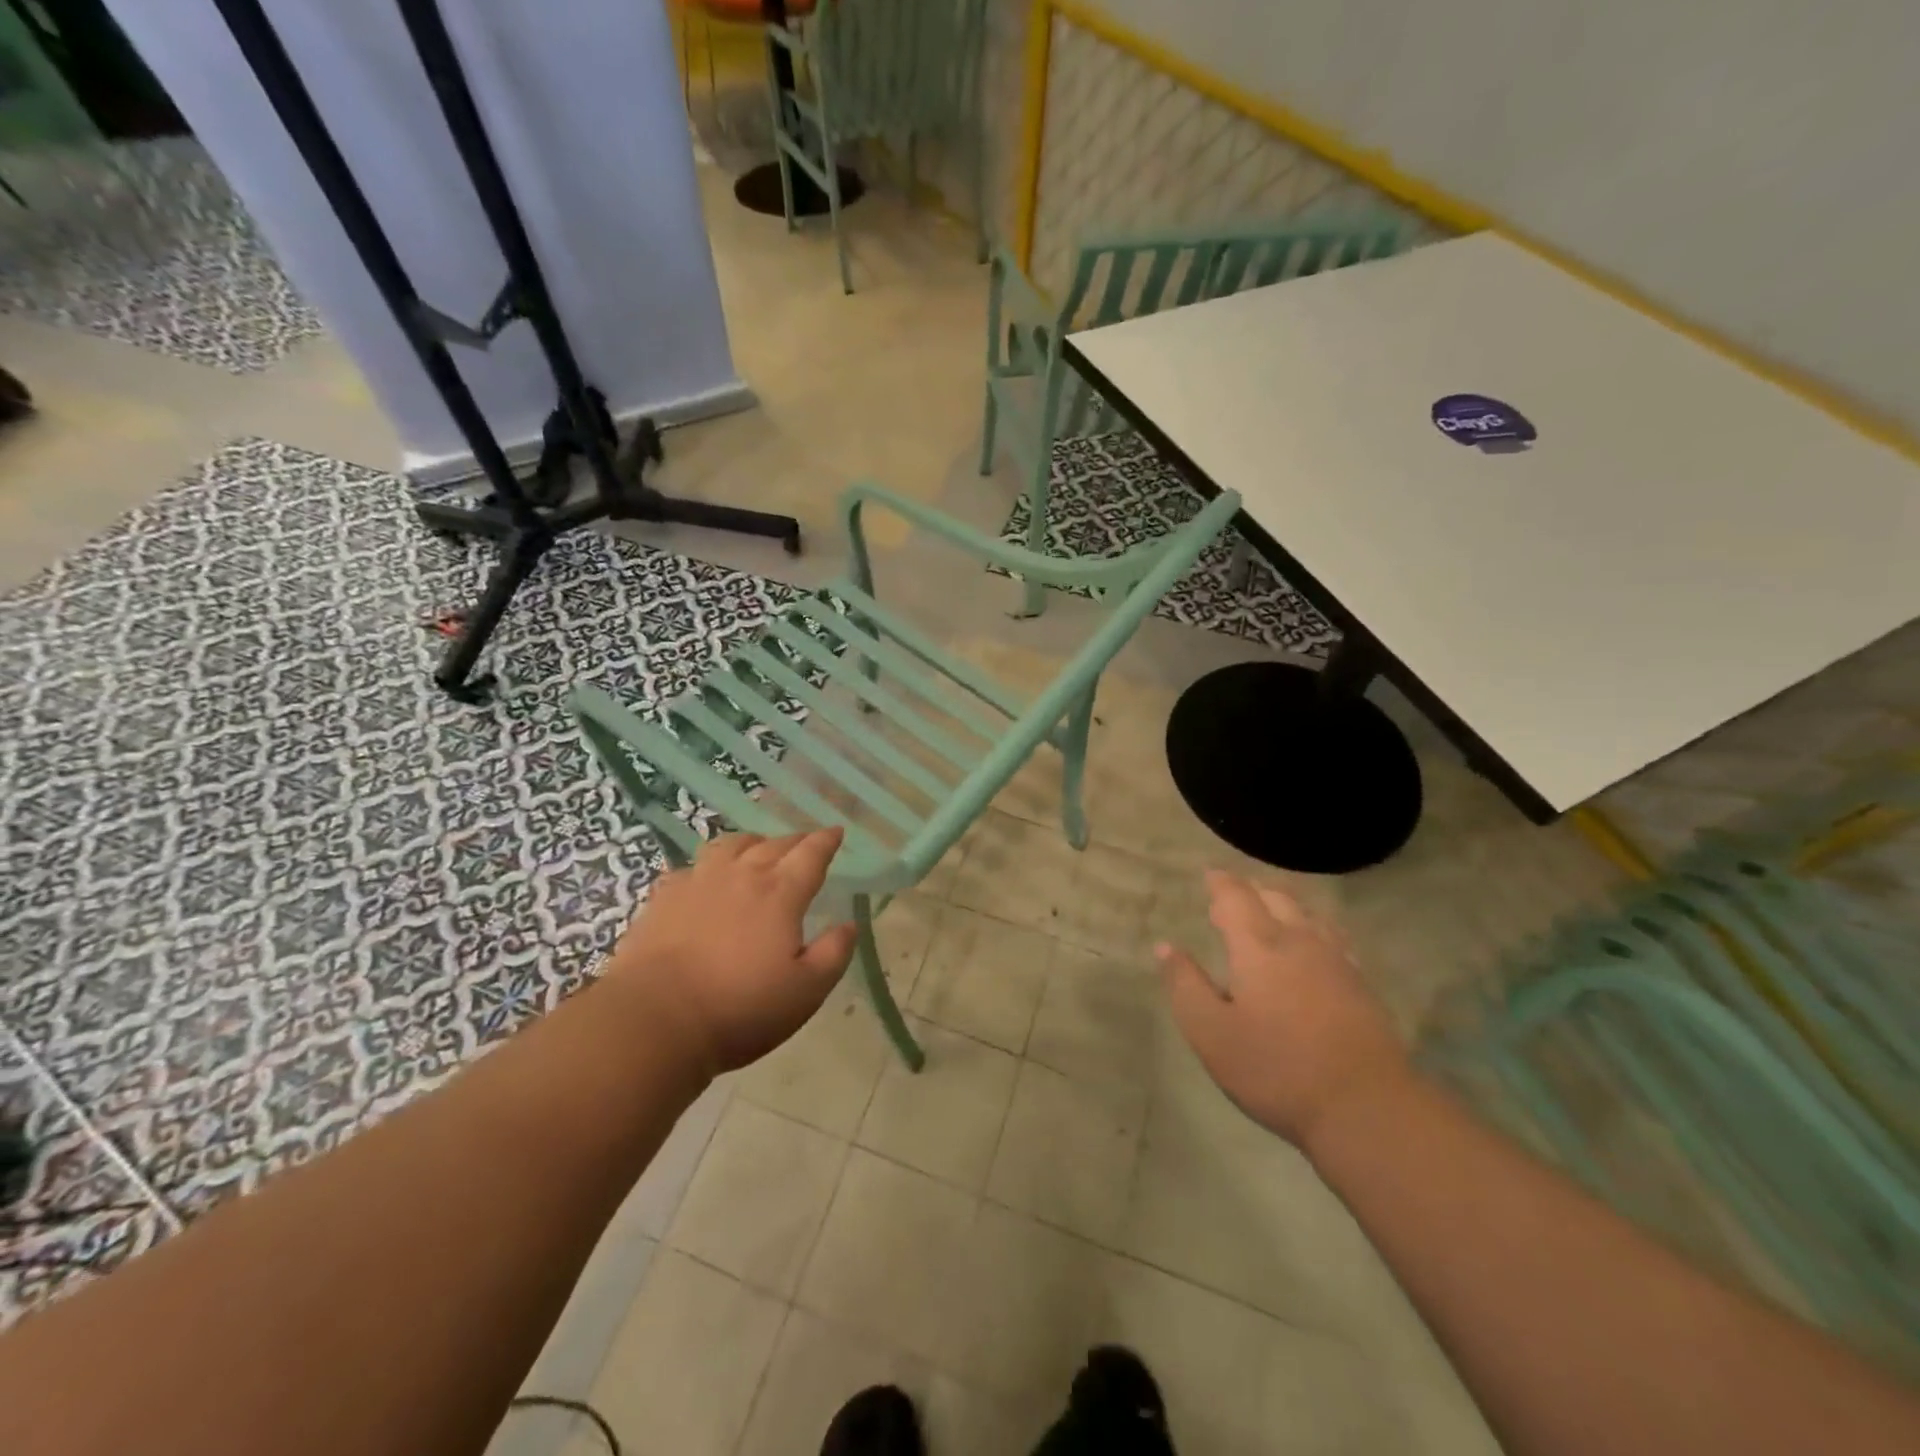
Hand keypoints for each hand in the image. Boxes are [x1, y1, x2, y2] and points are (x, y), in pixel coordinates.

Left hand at [600, 829, 857, 1077]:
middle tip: (804, 845)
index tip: (836, 832)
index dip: (826, 841)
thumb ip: (833, 953)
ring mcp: (698, 882)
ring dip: (751, 843)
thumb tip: (849, 924)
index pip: (810, 854)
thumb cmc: (741, 1009)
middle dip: (794, 841)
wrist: (655, 1020)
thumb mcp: (806, 991)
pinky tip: (705, 881)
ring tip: (756, 850)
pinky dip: (708, 867)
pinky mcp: (664, 898)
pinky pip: (692, 868)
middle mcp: (741, 876)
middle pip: (773, 844)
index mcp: (780, 893)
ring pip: (730, 845)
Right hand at [1156, 870, 1412, 1150]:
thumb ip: (1186, 985)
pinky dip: (1314, 928)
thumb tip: (1166, 947)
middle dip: (1252, 890)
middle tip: (1233, 896)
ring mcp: (1336, 962)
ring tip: (1270, 911)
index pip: (1236, 897)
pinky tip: (1314, 945)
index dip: (1221, 883)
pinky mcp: (1361, 985)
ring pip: (1309, 915)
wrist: (1366, 1107)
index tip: (1209, 875)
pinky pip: (1333, 937)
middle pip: (1276, 898)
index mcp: (1258, 947)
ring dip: (1285, 905)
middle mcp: (1299, 941)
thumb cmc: (1277, 1069)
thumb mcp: (1211, 1033)